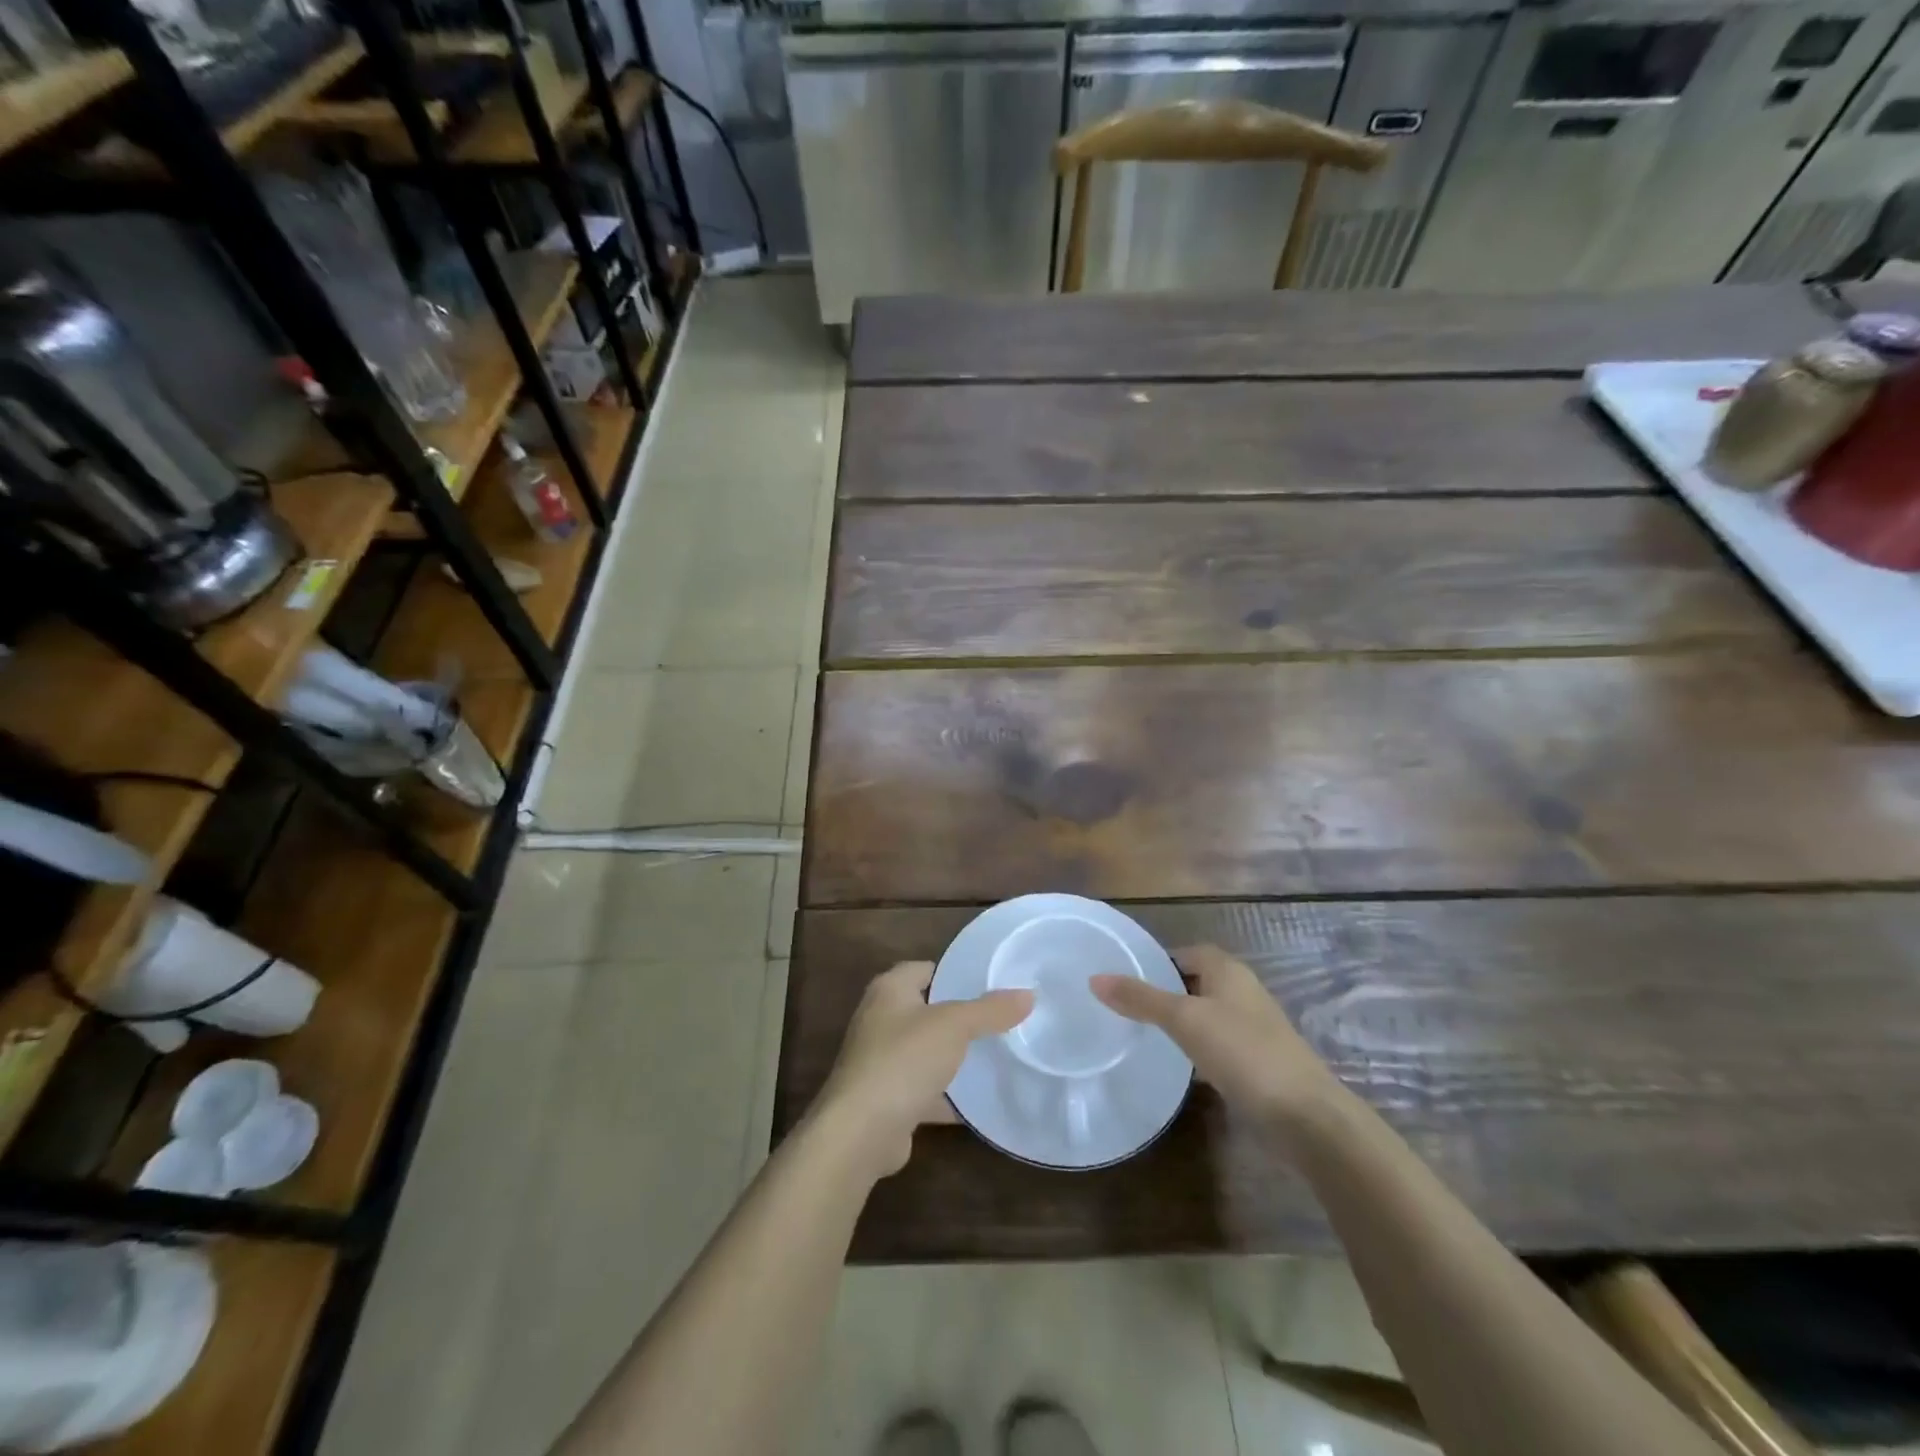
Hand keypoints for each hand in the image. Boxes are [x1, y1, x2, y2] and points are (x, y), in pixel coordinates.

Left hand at [814, 961, 1032, 1176]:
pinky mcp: (887, 1101)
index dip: (955, 973)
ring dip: (954, 1058)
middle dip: (960, 1017)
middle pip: (927, 1011)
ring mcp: (880, 1062)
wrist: (860, 1132)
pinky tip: (979, 1103)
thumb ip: (990, 1010)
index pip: (925, 969)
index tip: (991, 983)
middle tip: (1001, 1019)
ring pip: (926, 1053)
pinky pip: (925, 1091)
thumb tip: (1028, 994)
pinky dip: (948, 1097)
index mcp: (889, 990)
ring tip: (997, 1057)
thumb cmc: (903, 1060)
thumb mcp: (954, 1026)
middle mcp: (880, 1020)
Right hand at [1092, 945, 1339, 1118]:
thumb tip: (1095, 978)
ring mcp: (1253, 1028)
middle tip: (1126, 1005)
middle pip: (1196, 981)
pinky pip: (1217, 1043)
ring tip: (1142, 1033)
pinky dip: (1197, 1048)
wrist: (1305, 1115)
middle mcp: (1242, 991)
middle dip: (1166, 990)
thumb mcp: (1184, 1019)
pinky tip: (1177, 1064)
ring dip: (1181, 1021)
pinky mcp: (1257, 1061)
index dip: (1158, 960)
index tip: (1126, 977)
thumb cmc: (1242, 1052)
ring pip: (1207, 1014)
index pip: (1187, 952)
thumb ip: (1140, 998)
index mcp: (1228, 970)